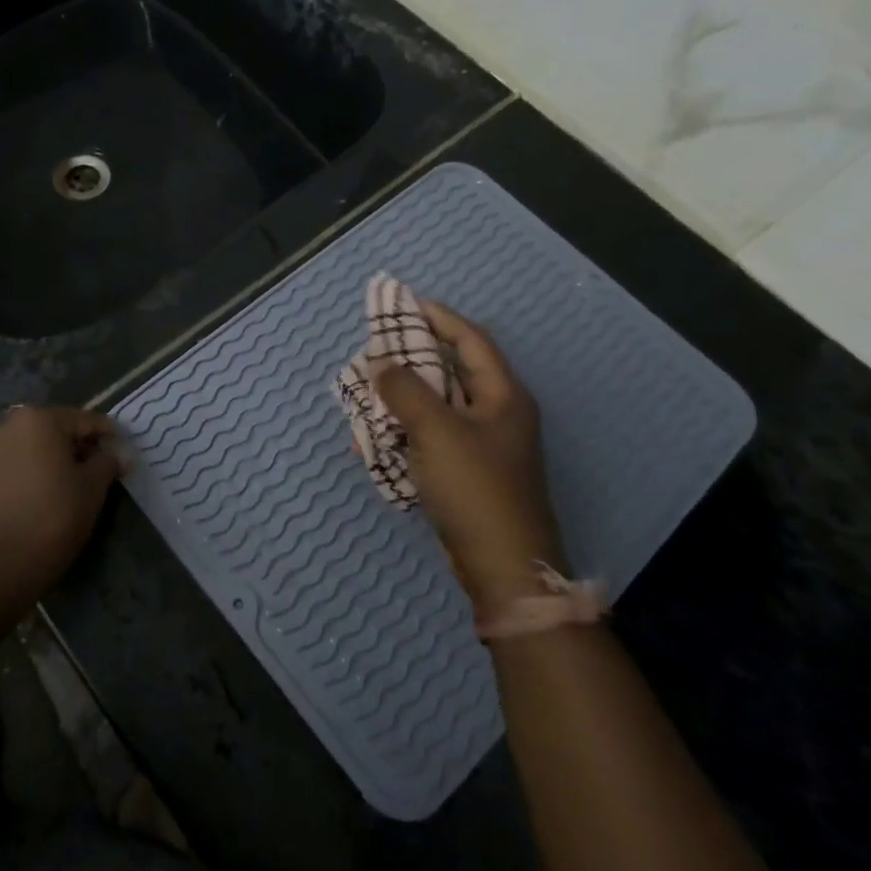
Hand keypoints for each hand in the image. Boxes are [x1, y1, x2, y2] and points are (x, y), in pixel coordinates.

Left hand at [0, 406, 124, 599]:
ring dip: (45, 462)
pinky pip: (4, 469)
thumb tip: (120, 452)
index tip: (121, 455)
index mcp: (39, 420)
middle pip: (52, 431)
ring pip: (25, 449)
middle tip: (94, 474)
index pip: (85, 420)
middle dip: (74, 448)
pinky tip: (30, 502)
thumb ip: (107, 463)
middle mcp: (6, 425)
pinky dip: (21, 477)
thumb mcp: (91, 492)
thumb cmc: (49, 522)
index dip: (108, 437)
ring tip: (60, 491)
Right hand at [371, 302, 566, 617]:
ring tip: (367, 391)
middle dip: (412, 358)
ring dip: (402, 397)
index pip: (470, 339)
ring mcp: (483, 445)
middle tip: (376, 348)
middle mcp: (496, 413)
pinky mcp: (468, 473)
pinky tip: (375, 438)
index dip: (438, 317)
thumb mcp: (436, 430)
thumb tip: (381, 364)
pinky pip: (431, 438)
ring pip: (437, 406)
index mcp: (502, 395)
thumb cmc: (475, 488)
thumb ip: (405, 390)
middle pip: (451, 371)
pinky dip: (404, 432)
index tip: (403, 303)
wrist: (503, 567)